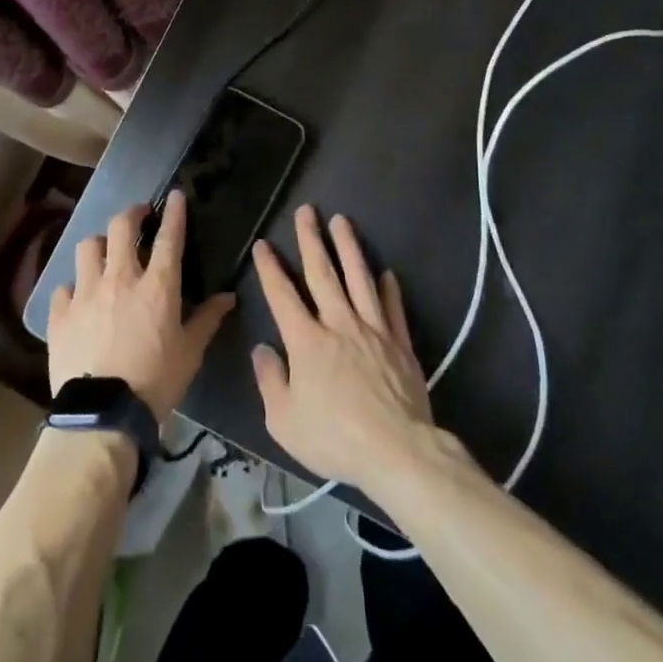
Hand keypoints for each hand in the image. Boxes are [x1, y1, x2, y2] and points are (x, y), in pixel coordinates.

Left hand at [48, 190, 235, 422]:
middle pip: (121, 226)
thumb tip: (228, 296)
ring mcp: (85, 292)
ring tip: (105, 252)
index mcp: (156, 285)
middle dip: (132, 213)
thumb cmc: (156, 381)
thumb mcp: (191, 352)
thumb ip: (208, 319)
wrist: (104, 414)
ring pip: (87, 247)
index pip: (168, 237)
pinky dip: (73, 287)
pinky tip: (78, 298)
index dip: (173, 212)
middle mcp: (119, 278)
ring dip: (99, 244)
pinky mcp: (61, 313)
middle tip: (139, 216)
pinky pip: (64, 286)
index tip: (174, 195)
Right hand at [249, 205, 437, 495]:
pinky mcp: (400, 344)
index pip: (282, 295)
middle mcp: (339, 324)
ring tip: (342, 221)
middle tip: (307, 210)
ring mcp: (373, 330)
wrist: (397, 451)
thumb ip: (270, 381)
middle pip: (323, 273)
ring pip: (359, 279)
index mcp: (307, 341)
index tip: (264, 244)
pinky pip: (393, 309)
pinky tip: (386, 273)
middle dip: (311, 240)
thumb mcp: (285, 421)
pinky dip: (389, 289)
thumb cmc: (335, 438)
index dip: (270, 268)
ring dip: (349, 248)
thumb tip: (262, 350)